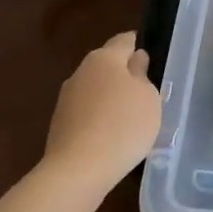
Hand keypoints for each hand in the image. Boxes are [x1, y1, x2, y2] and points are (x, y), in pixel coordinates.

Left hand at [43, 32, 161, 191]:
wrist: (77, 171)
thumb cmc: (122, 126)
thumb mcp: (148, 97)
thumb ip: (142, 74)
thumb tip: (135, 60)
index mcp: (104, 58)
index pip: (125, 40)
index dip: (140, 45)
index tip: (153, 59)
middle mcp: (81, 72)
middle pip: (108, 64)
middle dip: (125, 73)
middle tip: (146, 91)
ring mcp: (67, 99)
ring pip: (96, 89)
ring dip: (111, 97)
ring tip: (131, 117)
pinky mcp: (60, 124)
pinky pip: (87, 112)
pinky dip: (100, 117)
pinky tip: (112, 135)